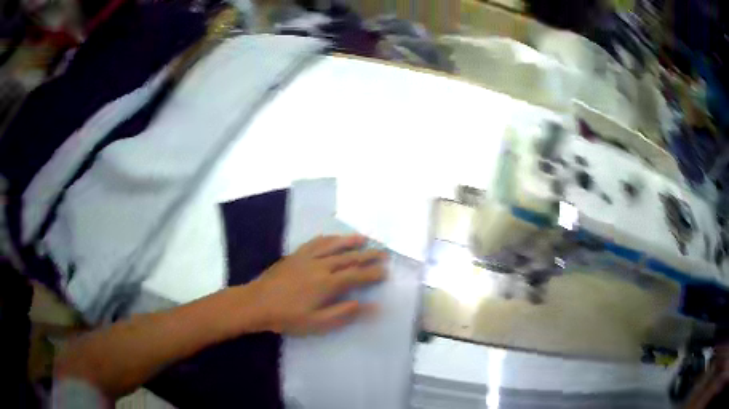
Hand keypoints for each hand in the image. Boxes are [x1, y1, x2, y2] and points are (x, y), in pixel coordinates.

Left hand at [245, 235, 386, 334]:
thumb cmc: (288, 317)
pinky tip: (332, 238)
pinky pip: (315, 242)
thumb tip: (372, 306)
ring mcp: (307, 257)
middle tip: (383, 252)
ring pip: (333, 245)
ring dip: (350, 241)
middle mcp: (321, 265)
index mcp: (328, 283)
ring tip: (364, 238)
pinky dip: (328, 239)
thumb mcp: (318, 322)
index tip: (385, 271)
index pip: (357, 275)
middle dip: (368, 255)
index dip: (372, 273)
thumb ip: (345, 312)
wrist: (257, 303)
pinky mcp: (295, 255)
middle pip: (349, 257)